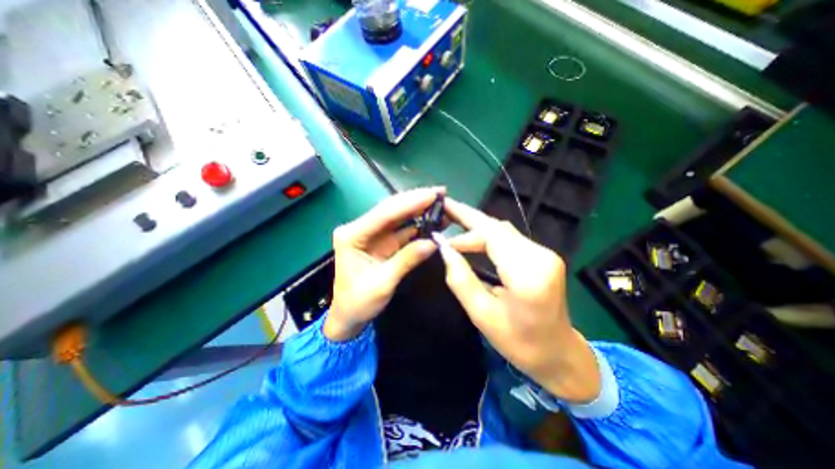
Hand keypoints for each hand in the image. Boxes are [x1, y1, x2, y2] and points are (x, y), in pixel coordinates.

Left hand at [325, 189, 441, 341]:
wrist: (349, 317)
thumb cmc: (358, 303)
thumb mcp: (382, 284)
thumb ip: (407, 260)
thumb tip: (433, 243)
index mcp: (352, 235)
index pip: (384, 214)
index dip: (410, 203)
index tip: (433, 194)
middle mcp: (360, 229)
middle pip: (391, 210)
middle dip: (416, 200)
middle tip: (440, 192)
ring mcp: (372, 235)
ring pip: (398, 217)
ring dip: (418, 210)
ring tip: (440, 203)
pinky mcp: (382, 242)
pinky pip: (402, 230)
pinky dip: (417, 224)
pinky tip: (432, 219)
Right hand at [433, 198, 603, 403]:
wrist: (559, 353)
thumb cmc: (519, 342)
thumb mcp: (481, 315)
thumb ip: (460, 279)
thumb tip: (444, 249)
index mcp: (528, 275)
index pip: (492, 237)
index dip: (464, 232)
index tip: (441, 238)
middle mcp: (541, 256)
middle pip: (498, 228)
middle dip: (469, 218)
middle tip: (445, 208)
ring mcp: (545, 254)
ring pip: (504, 230)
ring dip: (477, 226)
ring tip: (454, 221)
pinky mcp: (543, 255)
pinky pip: (510, 238)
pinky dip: (488, 235)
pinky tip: (473, 237)